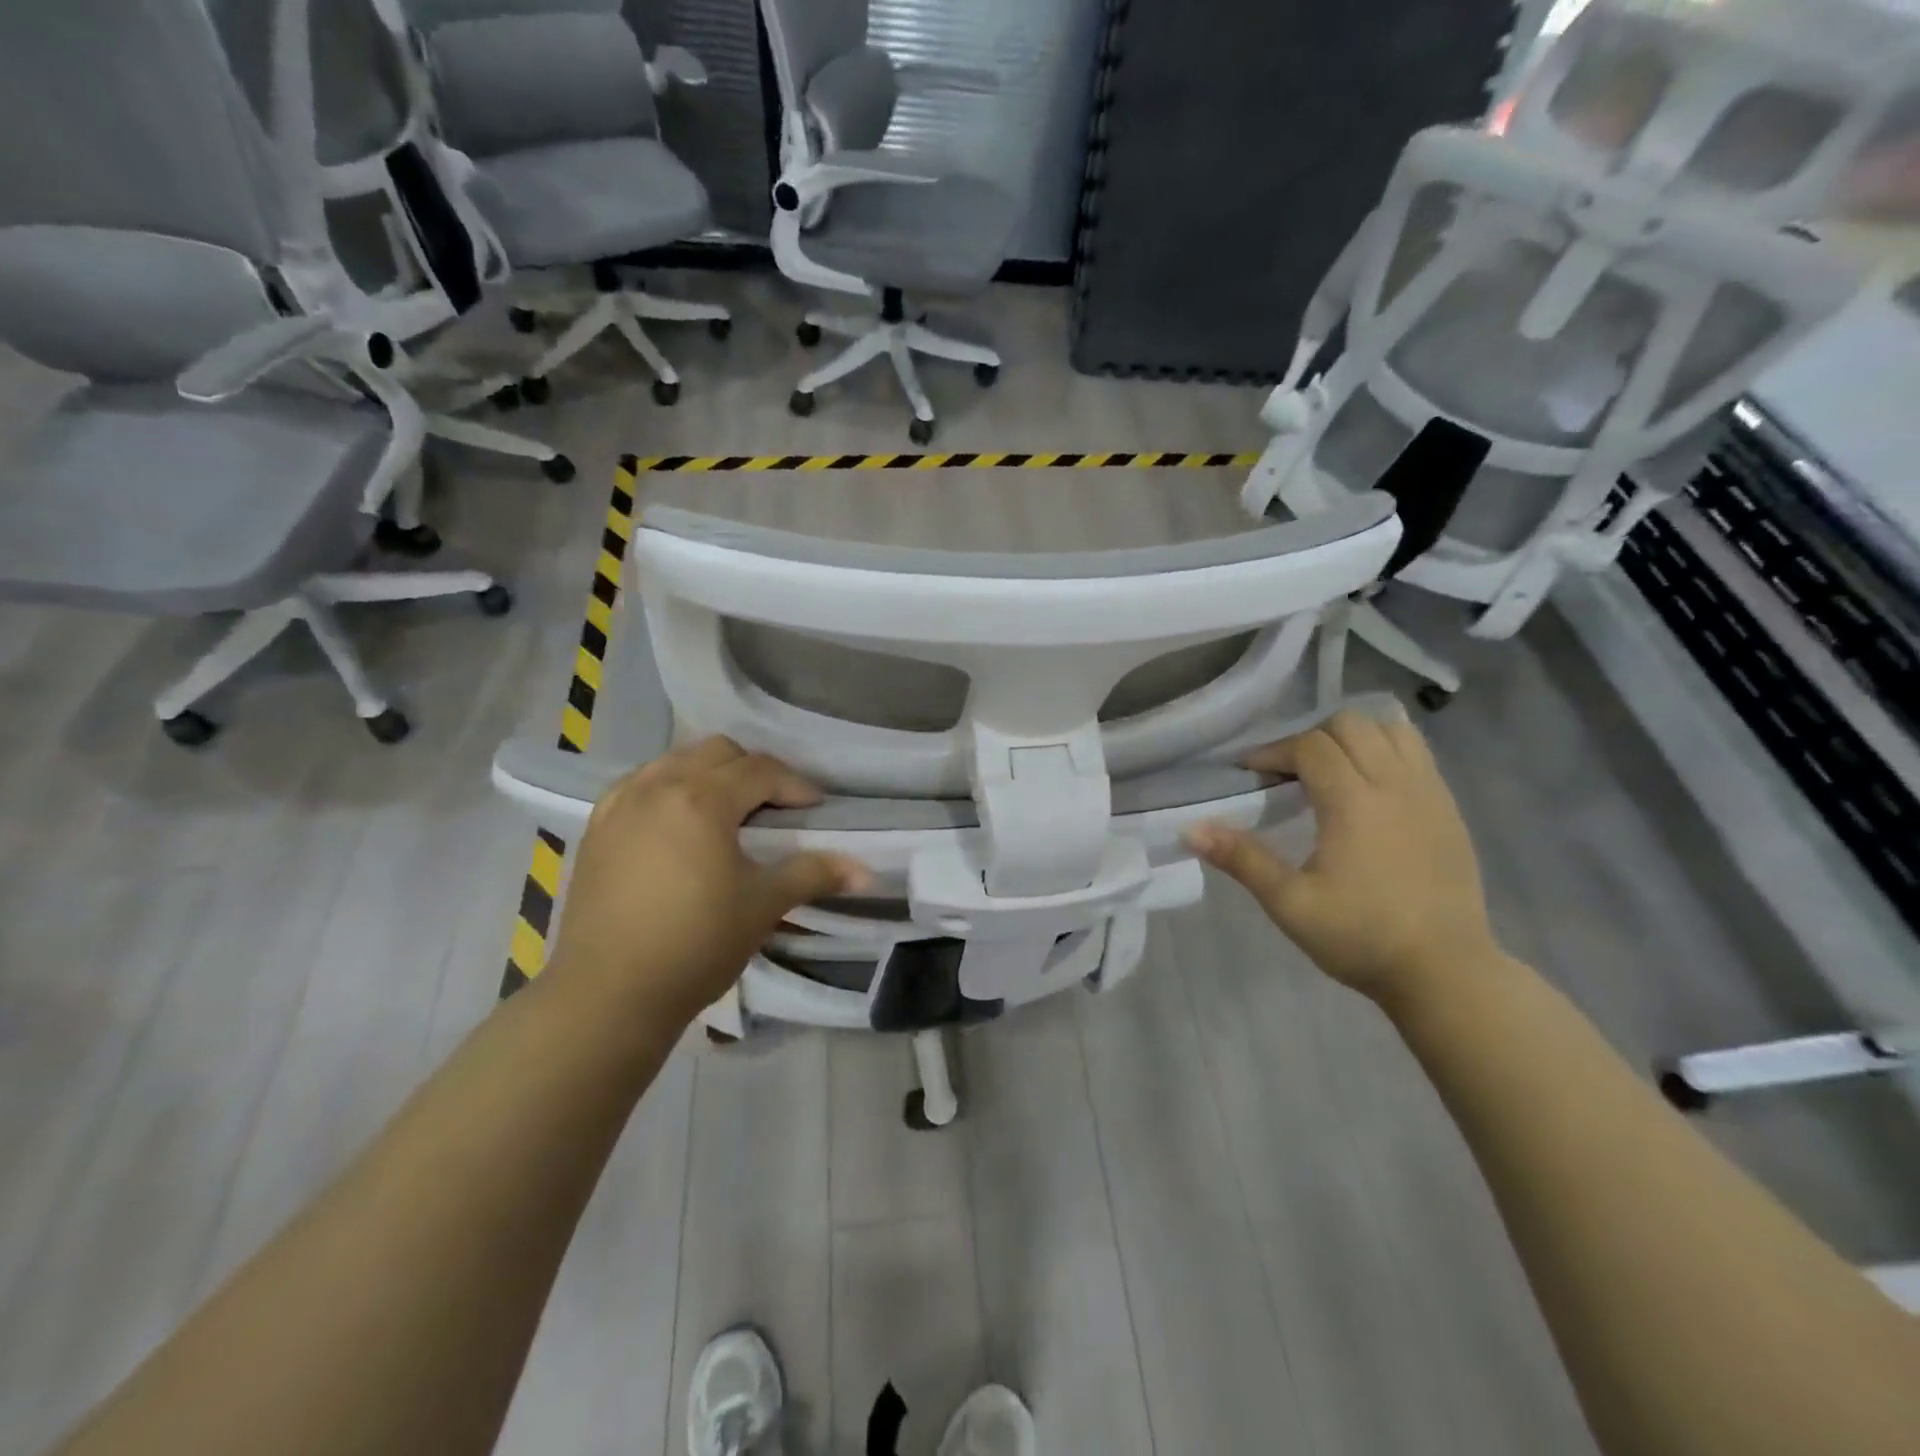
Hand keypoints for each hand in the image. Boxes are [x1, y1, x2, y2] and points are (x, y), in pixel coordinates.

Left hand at [547, 737, 869, 1025]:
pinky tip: (678, 825)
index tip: (815, 811)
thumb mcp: (763, 906)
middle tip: (774, 808)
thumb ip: (814, 874)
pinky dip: (669, 788)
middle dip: (754, 771)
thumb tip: (866, 871)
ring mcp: (620, 803)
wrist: (608, 995)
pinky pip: (641, 783)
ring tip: (727, 813)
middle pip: (718, 751)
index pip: (761, 770)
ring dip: (711, 774)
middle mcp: (658, 785)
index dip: (796, 786)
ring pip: (676, 760)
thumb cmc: (696, 945)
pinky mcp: (596, 826)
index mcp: (702, 798)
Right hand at [1186, 710, 1501, 1008]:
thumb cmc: (1362, 938)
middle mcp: (1396, 784)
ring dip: (1353, 737)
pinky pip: (1417, 753)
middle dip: (1310, 738)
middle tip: (1288, 774)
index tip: (1249, 775)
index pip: (1309, 746)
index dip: (1272, 752)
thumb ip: (1242, 860)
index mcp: (1354, 803)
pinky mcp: (1449, 808)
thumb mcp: (1290, 905)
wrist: (1445, 972)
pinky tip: (1368, 786)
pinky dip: (1386, 750)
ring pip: (1390, 729)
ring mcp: (1430, 793)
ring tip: (1330, 771)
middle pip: (1350, 724)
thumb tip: (1190, 829)